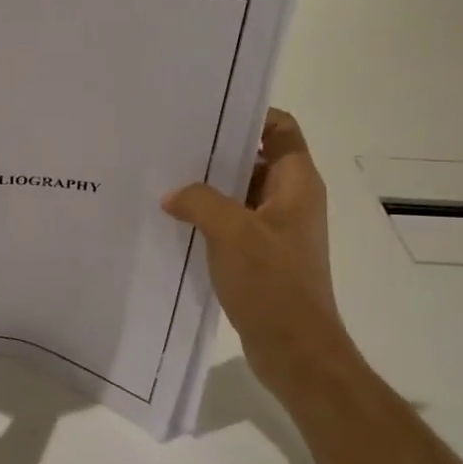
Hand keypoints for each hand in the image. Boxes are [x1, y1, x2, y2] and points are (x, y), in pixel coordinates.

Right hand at [163, 109, 354, 404]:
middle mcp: (291, 200)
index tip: (206, 111)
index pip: (280, 128)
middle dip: (216, 151)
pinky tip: (174, 221)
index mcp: (297, 183)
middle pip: (255, 158)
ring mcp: (277, 230)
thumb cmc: (273, 284)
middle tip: (172, 144)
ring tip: (165, 180)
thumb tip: (174, 194)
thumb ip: (199, 201)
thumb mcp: (232, 232)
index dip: (248, 114)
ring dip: (208, 188)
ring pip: (240, 193)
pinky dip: (208, 218)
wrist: (296, 352)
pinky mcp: (262, 256)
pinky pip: (233, 223)